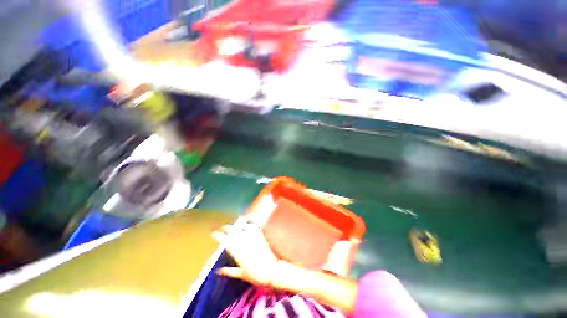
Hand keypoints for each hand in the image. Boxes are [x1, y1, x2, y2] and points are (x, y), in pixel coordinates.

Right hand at [212, 222, 277, 285]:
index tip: (214, 233)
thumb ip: (229, 271)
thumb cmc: (256, 275)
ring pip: (245, 228)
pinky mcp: (261, 237)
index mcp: (240, 254)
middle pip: (235, 232)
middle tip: (224, 227)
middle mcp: (246, 244)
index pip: (227, 242)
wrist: (272, 271)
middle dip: (228, 228)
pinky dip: (250, 224)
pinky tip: (247, 224)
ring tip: (235, 225)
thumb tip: (218, 271)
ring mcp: (254, 239)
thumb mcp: (241, 275)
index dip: (220, 237)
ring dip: (239, 225)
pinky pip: (255, 227)